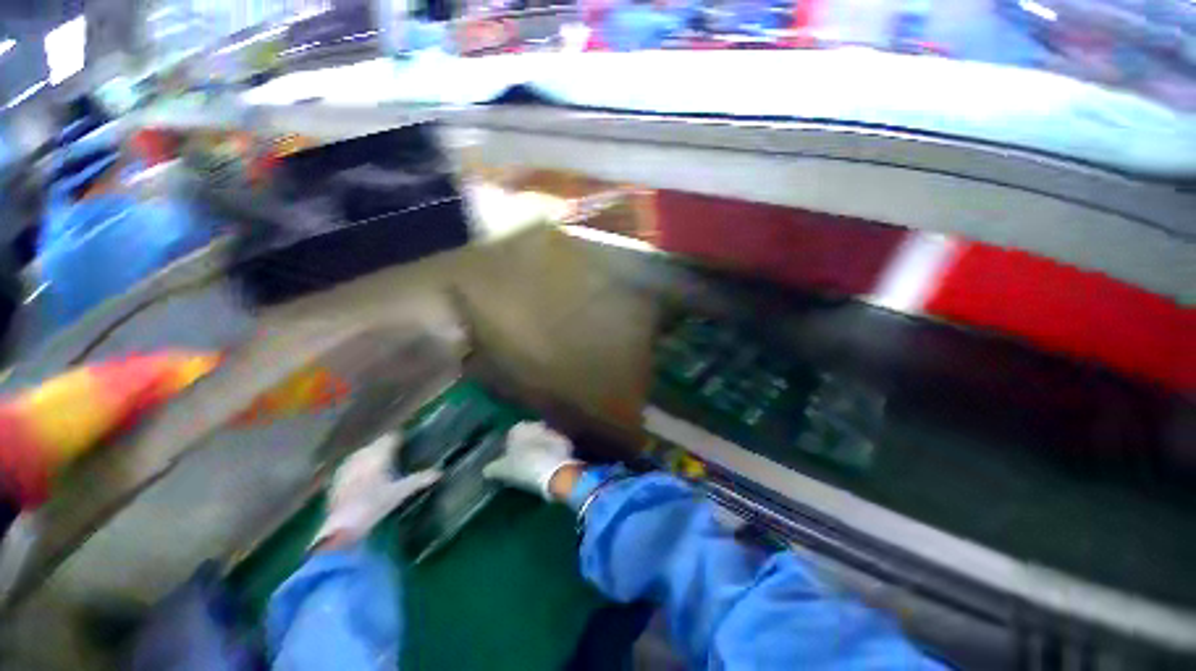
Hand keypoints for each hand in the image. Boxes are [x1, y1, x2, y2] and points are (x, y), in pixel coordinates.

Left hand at [314, 433, 440, 546]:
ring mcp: (347, 465)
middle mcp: (362, 454)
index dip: (400, 438)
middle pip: (376, 444)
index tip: (408, 441)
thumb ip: (419, 480)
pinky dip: (360, 468)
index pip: (391, 437)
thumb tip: (440, 472)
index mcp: (378, 454)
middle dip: (386, 447)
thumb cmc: (374, 505)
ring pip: (363, 453)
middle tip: (397, 455)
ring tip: (381, 466)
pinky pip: (352, 465)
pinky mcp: (336, 478)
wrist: (341, 526)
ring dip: (372, 456)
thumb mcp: (400, 493)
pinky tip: (364, 479)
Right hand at [483, 421, 582, 500]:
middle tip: (525, 462)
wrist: (553, 471)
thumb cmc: (523, 467)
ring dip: (542, 448)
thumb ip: (493, 468)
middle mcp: (537, 424)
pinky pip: (557, 447)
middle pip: (530, 434)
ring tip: (539, 465)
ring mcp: (553, 432)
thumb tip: (487, 469)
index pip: (513, 434)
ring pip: (544, 439)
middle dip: (529, 444)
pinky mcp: (566, 442)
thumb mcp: (502, 470)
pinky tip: (551, 466)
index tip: (511, 459)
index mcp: (519, 427)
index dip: (512, 447)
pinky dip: (554, 454)